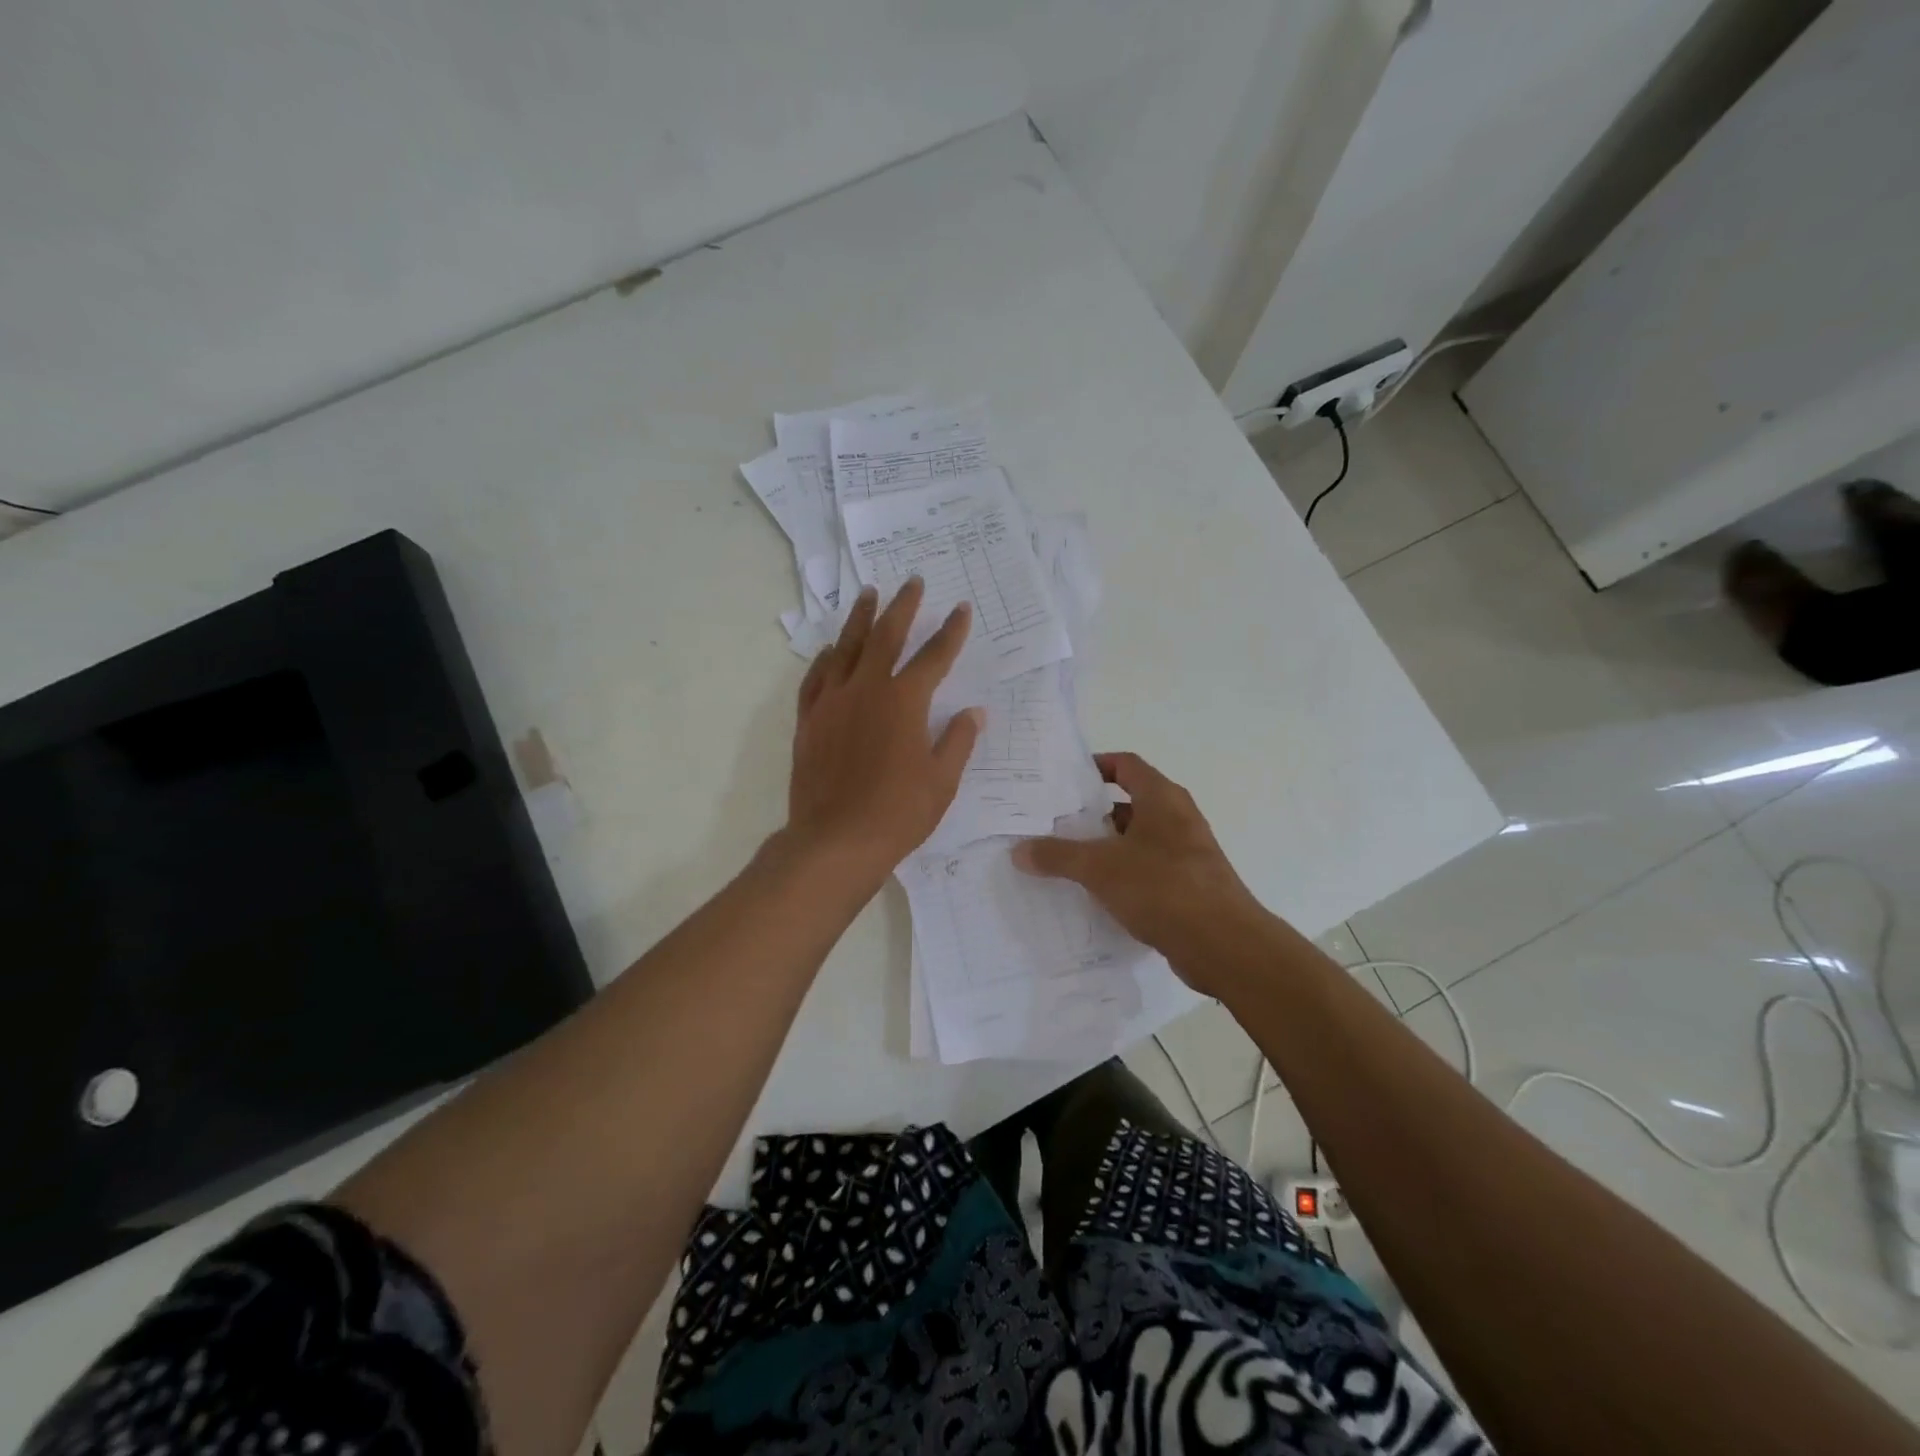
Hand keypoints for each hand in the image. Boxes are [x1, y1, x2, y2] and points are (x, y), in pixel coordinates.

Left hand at [787, 578, 981, 887]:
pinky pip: (816, 678)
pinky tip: (832, 650)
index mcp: (905, 701)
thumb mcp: (941, 781)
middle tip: (912, 582)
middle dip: (903, 607)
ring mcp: (832, 702)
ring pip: (847, 648)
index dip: (950, 632)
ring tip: (868, 594)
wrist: (835, 841)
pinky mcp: (809, 720)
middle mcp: (867, 690)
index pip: (934, 657)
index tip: (960, 610)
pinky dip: (826, 659)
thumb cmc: (898, 813)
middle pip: (886, 636)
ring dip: (860, 619)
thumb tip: (974, 712)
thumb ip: (958, 741)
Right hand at [1013, 752, 1264, 991]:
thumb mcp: (1099, 867)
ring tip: (1064, 860)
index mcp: (1162, 798)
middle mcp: (1177, 818)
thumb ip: (1057, 856)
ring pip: (1136, 840)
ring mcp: (1186, 853)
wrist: (1223, 944)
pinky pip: (1147, 870)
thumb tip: (1019, 850)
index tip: (1063, 780)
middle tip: (1052, 823)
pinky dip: (1122, 875)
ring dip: (1105, 847)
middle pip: (1129, 803)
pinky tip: (1094, 894)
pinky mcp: (1189, 886)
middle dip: (1092, 813)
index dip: (1095, 766)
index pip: (1126, 765)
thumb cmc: (1162, 887)